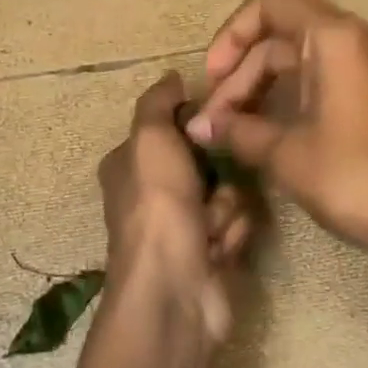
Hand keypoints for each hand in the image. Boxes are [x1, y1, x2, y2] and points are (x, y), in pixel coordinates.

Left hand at [98, 71, 256, 346]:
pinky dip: (231, 234)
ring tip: (211, 227)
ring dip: (226, 207)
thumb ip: (158, 103)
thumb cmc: (157, 206)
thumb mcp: (149, 139)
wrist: (174, 290)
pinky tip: (219, 250)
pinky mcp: (209, 255)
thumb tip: (171, 77)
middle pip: (205, 161)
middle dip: (218, 171)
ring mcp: (181, 227)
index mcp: (131, 165)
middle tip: (214, 180)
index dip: (193, 124)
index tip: (213, 121)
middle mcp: (153, 194)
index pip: (169, 128)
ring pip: (227, 193)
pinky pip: (236, 226)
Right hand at [185, 0, 367, 263]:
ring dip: (260, 86)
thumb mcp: (287, 154)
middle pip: (280, 32)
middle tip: (215, 120)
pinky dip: (287, 94)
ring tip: (231, 129)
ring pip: (298, 56)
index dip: (233, 32)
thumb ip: (238, 131)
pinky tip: (263, 130)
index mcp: (334, 37)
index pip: (270, 1)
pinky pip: (320, 75)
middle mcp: (354, 38)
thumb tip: (198, 128)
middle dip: (241, 72)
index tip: (214, 76)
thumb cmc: (355, 176)